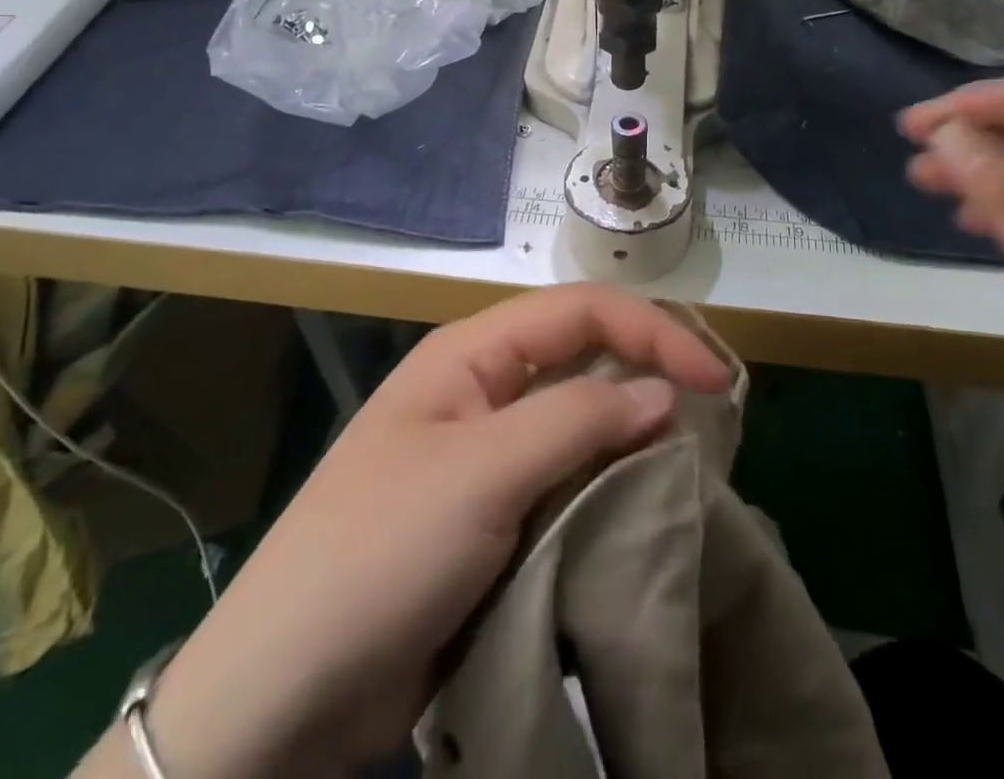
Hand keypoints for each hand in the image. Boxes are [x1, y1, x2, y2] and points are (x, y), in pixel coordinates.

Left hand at [113, 285, 729, 778]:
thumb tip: (664, 393)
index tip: (718, 380)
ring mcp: (489, 454)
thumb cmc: (380, 553)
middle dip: (649, 373)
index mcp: (472, 354)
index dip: (652, 331)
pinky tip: (646, 506)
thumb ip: (576, 421)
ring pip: (581, 421)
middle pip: (584, 357)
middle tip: (717, 419)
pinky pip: (568, 480)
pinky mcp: (495, 514)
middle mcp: (485, 390)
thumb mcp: (482, 474)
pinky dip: (611, 485)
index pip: (579, 312)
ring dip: (634, 435)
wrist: (286, 692)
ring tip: (696, 465)